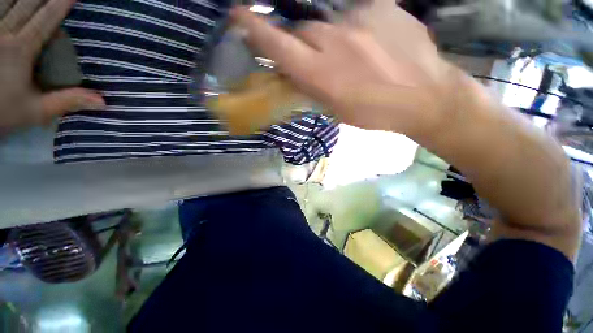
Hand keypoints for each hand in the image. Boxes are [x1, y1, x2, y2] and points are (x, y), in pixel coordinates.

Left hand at [0, 0, 103, 134]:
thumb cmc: (2, 112)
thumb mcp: (36, 112)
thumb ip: (66, 102)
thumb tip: (104, 101)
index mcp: (20, 49)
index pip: (46, 18)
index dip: (62, 2)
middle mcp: (4, 32)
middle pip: (27, 2)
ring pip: (9, 0)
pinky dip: (6, 1)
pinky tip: (12, 1)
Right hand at [230, 3, 454, 134]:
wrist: (423, 95)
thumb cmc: (375, 112)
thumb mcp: (337, 110)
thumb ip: (312, 88)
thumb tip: (294, 72)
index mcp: (322, 75)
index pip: (279, 46)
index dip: (256, 29)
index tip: (238, 15)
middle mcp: (335, 41)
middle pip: (302, 31)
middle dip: (302, 44)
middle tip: (317, 59)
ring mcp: (360, 19)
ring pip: (329, 23)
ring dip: (331, 40)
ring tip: (352, 57)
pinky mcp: (383, 6)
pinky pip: (357, 15)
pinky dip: (356, 30)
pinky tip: (372, 44)